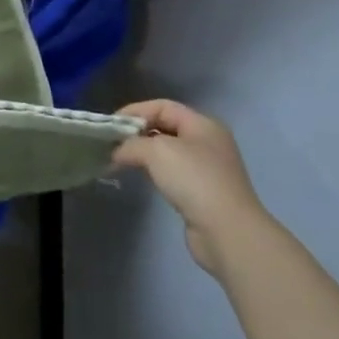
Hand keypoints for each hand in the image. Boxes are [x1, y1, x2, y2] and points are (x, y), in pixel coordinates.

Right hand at [112, 99, 269, 276]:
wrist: (227, 232)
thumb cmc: (194, 180)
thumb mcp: (156, 151)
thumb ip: (131, 144)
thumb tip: (116, 152)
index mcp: (203, 125)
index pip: (163, 106)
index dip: (135, 111)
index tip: (110, 124)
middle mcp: (208, 143)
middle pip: (165, 127)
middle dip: (137, 133)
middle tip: (113, 143)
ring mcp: (207, 169)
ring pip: (167, 152)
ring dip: (144, 154)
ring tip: (121, 161)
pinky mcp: (203, 193)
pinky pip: (172, 173)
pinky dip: (154, 172)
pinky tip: (141, 178)